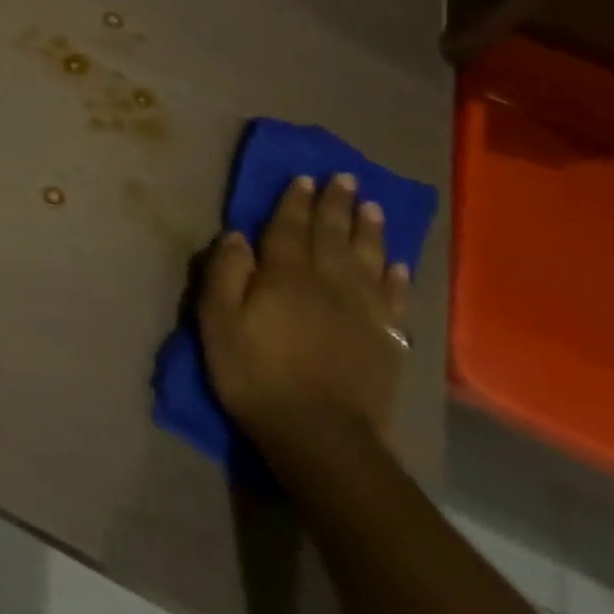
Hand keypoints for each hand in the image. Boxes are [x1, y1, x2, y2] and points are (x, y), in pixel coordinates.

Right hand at [197, 174, 410, 461]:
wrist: (320, 436)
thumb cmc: (256, 374)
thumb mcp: (217, 321)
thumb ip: (225, 273)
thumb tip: (237, 236)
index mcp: (285, 276)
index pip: (289, 228)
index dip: (295, 201)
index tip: (304, 177)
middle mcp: (328, 283)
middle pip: (332, 235)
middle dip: (336, 205)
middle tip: (345, 177)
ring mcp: (362, 312)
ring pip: (367, 260)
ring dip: (368, 231)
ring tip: (372, 207)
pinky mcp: (385, 341)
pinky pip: (392, 299)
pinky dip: (395, 278)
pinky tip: (396, 264)